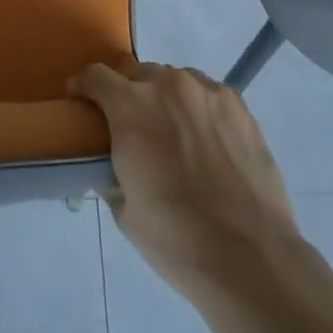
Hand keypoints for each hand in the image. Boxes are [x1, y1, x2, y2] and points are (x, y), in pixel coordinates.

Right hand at [71, 61, 301, 304]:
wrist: (250, 257)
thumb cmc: (176, 238)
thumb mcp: (124, 209)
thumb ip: (111, 171)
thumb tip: (111, 163)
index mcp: (131, 108)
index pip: (96, 76)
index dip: (84, 88)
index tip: (81, 104)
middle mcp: (167, 86)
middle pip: (136, 75)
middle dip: (126, 95)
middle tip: (131, 128)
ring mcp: (206, 91)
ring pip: (172, 80)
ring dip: (162, 98)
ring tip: (171, 134)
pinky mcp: (237, 104)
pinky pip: (204, 93)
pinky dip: (195, 108)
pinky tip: (203, 140)